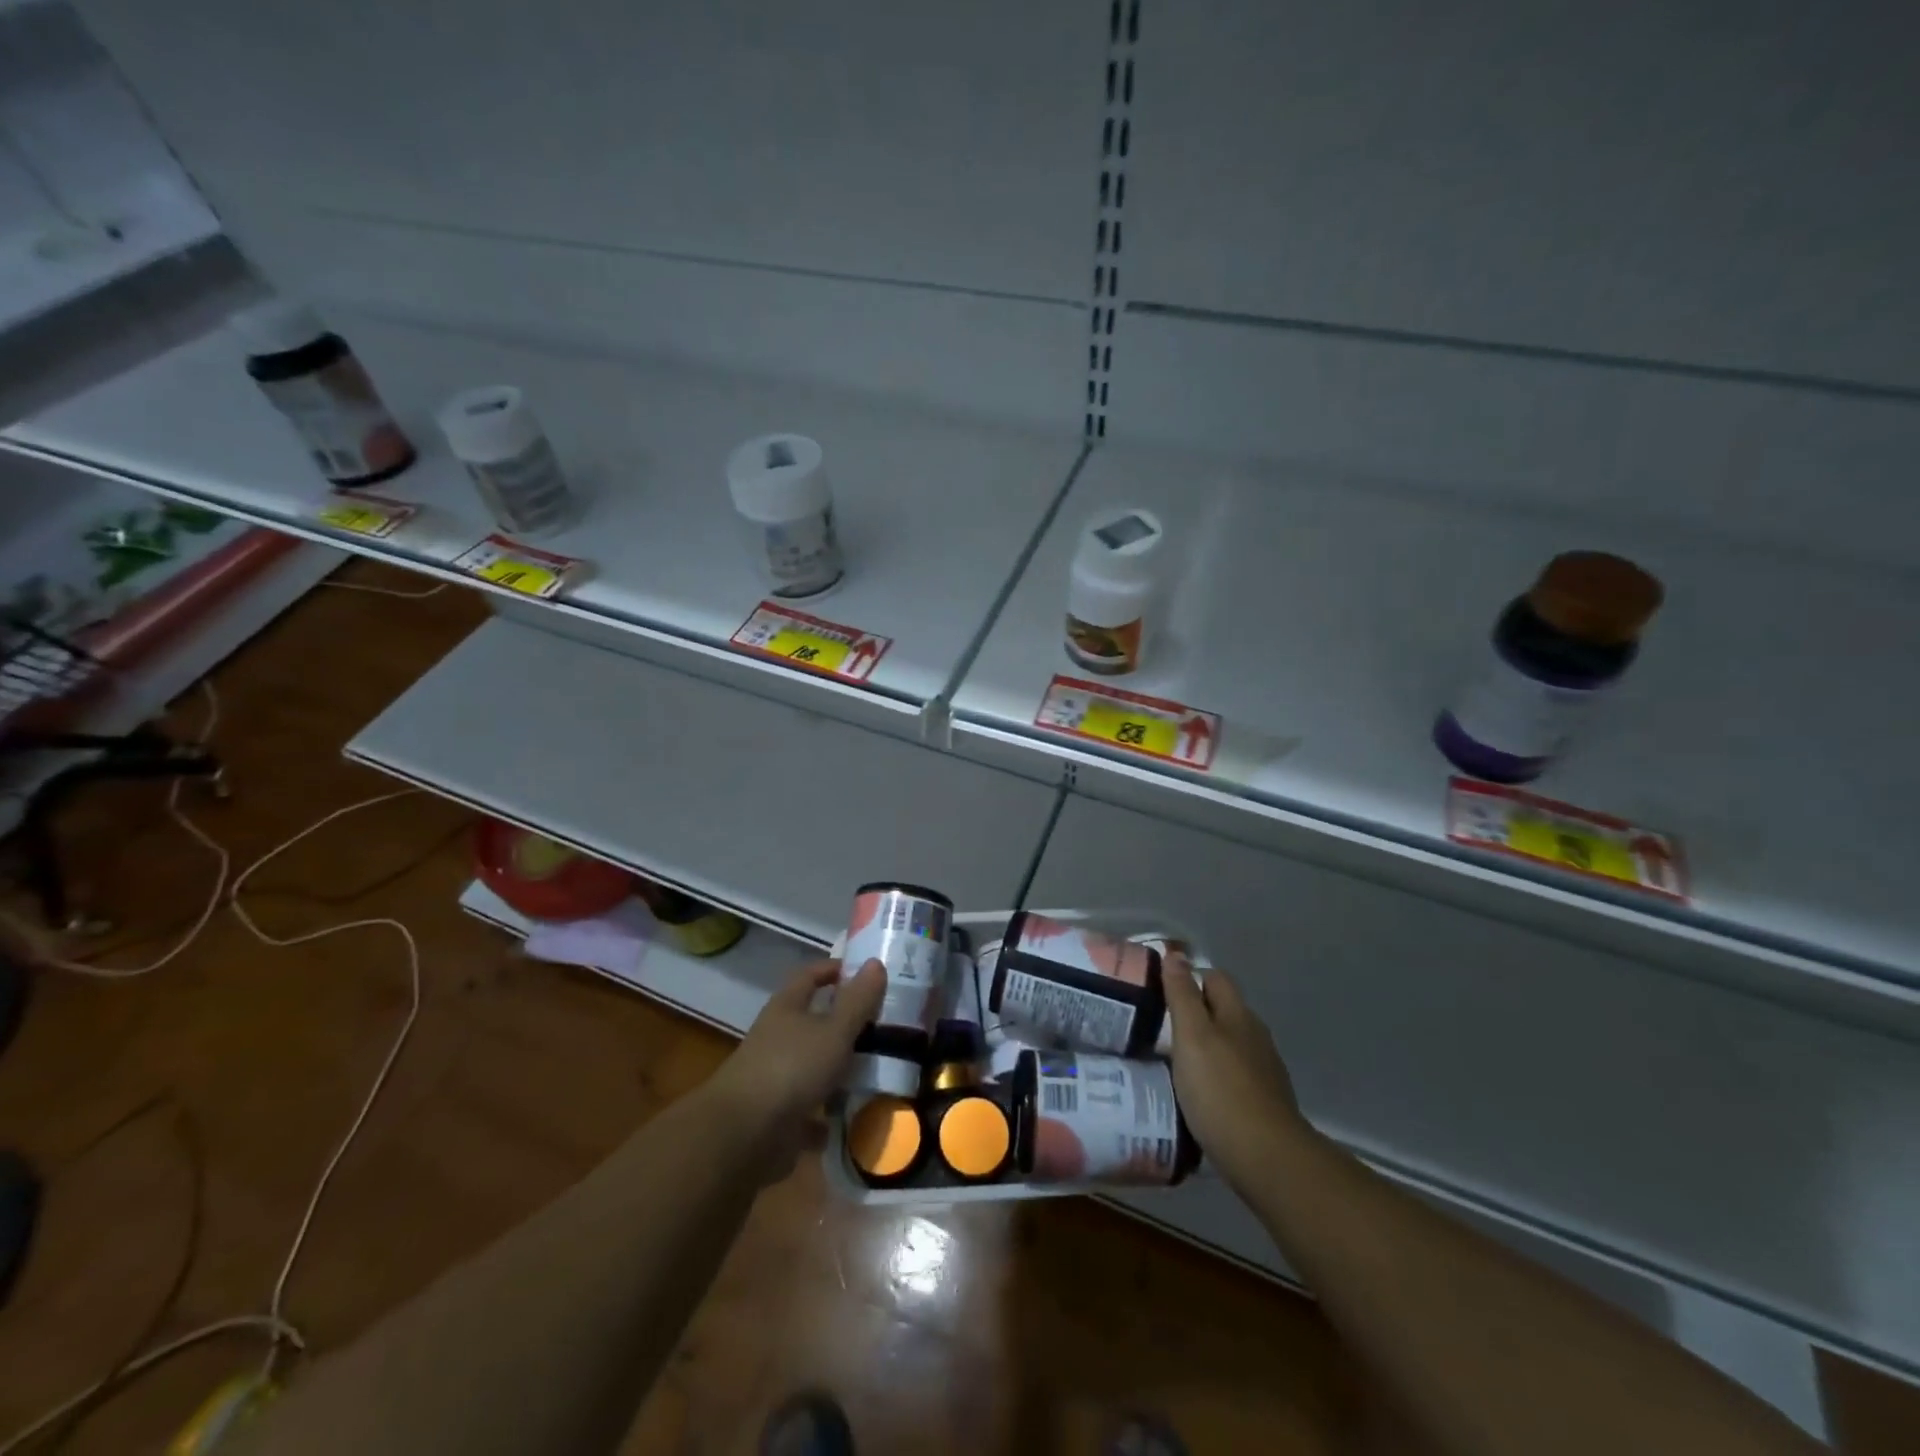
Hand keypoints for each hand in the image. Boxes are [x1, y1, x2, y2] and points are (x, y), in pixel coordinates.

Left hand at [704, 957, 885, 1175]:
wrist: (743, 1136)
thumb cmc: (791, 1068)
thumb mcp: (834, 1030)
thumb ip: (857, 1000)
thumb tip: (875, 962)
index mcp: (786, 1008)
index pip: (809, 975)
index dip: (833, 969)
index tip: (864, 973)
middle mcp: (777, 1037)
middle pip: (811, 1021)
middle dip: (842, 1022)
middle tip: (881, 1023)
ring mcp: (774, 1077)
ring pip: (811, 1065)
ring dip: (836, 1068)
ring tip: (875, 1070)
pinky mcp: (776, 1116)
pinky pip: (808, 1109)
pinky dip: (827, 1113)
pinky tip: (851, 1116)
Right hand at [1162, 955, 1307, 1195]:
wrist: (1267, 1159)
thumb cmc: (1220, 1090)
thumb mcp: (1191, 1036)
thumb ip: (1182, 995)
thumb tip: (1176, 954)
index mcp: (1238, 1015)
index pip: (1215, 978)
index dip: (1190, 978)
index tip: (1161, 990)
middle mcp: (1255, 1036)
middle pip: (1224, 1010)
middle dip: (1196, 1012)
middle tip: (1160, 1025)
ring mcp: (1264, 1070)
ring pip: (1230, 1043)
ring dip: (1206, 1046)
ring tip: (1174, 1059)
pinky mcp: (1264, 1102)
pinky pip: (1235, 1074)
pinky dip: (1216, 1074)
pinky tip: (1199, 1091)